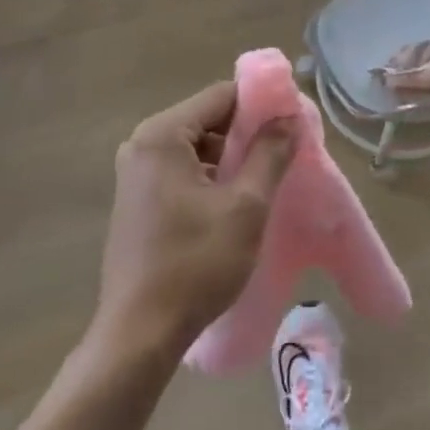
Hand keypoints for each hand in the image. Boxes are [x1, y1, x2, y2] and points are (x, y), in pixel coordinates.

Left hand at [95, 81, 295, 362]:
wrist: (140, 334)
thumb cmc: (196, 264)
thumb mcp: (245, 206)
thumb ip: (269, 154)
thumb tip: (288, 119)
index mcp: (162, 135)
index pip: (221, 96)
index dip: (261, 105)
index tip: (294, 124)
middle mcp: (142, 145)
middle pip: (208, 119)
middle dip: (248, 134)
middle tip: (286, 155)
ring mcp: (136, 174)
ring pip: (197, 147)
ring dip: (232, 159)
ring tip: (268, 180)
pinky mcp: (137, 200)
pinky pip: (183, 171)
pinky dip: (212, 178)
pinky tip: (237, 203)